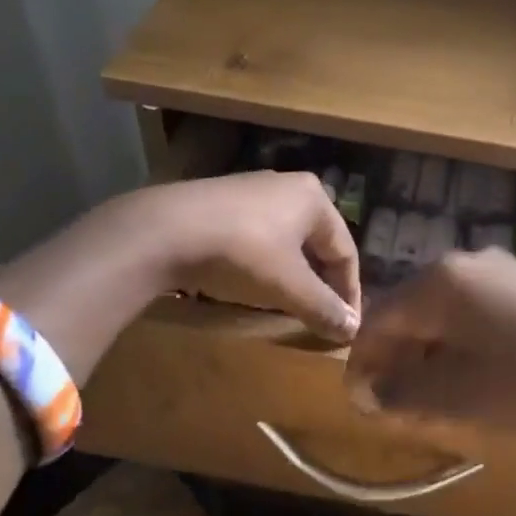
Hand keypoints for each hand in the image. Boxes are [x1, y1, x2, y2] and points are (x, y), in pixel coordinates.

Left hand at [139, 172, 362, 340]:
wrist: (163, 230)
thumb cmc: (242, 252)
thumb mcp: (288, 286)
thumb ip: (324, 308)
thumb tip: (351, 330)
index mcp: (314, 199)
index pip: (345, 251)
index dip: (349, 293)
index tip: (347, 327)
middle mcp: (288, 186)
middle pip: (317, 243)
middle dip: (322, 282)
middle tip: (322, 315)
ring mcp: (252, 189)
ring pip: (287, 240)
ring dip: (294, 274)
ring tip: (290, 303)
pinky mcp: (221, 201)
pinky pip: (258, 236)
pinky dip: (265, 263)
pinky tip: (254, 282)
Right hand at [345, 250, 515, 453]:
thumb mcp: (457, 396)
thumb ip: (402, 391)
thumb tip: (369, 391)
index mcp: (438, 282)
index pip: (378, 318)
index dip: (362, 362)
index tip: (359, 401)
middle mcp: (465, 262)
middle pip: (411, 310)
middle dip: (397, 355)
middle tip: (393, 402)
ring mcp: (502, 269)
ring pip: (444, 311)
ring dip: (429, 350)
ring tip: (431, 394)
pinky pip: (476, 310)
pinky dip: (461, 341)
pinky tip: (474, 372)